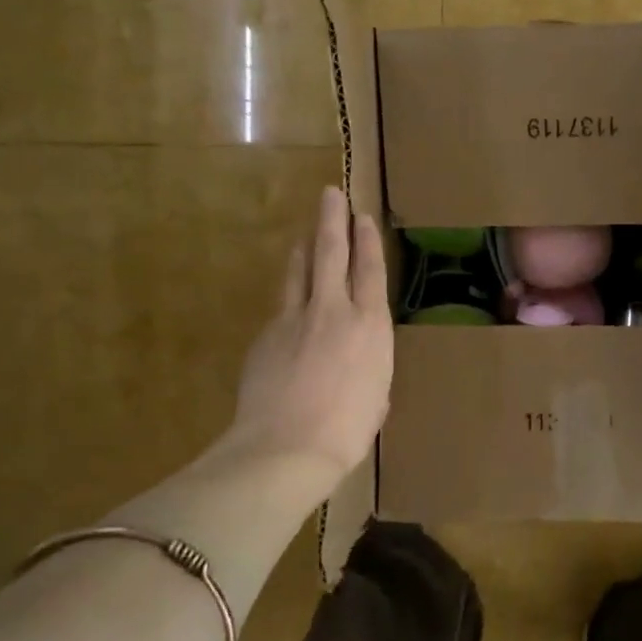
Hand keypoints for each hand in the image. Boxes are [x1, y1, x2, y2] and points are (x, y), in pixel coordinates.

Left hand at [221, 185, 392, 493]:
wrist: (286, 446)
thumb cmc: (347, 431)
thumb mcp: (376, 400)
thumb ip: (370, 373)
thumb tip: (360, 371)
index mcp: (370, 326)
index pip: (370, 270)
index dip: (367, 241)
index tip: (363, 217)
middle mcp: (334, 311)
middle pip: (332, 253)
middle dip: (332, 220)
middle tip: (329, 194)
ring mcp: (294, 319)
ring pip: (300, 271)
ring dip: (305, 249)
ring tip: (307, 236)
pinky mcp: (266, 335)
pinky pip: (281, 306)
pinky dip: (289, 297)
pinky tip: (289, 304)